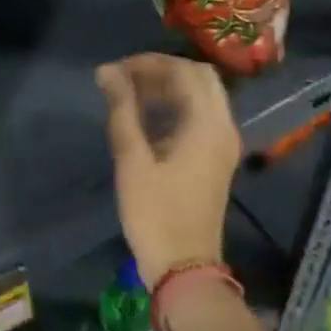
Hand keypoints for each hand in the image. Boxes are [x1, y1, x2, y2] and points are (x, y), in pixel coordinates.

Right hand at [96, 53, 240, 285]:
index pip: (185, 71)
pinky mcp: (217, 158)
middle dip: (163, 71)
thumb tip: (107, 71)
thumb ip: (122, 109)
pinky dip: (177, 106)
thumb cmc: (155, 213)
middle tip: (126, 78)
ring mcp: (223, 144)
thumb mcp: (132, 159)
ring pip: (202, 96)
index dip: (150, 62)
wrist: (184, 267)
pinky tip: (147, 117)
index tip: (117, 70)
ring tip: (130, 94)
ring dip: (170, 87)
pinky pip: (201, 116)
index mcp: (208, 124)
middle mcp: (223, 127)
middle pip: (199, 78)